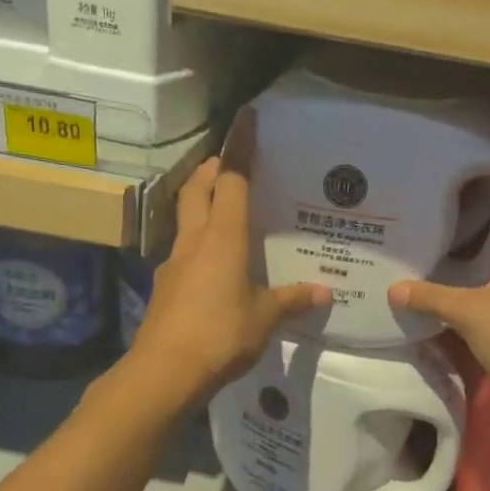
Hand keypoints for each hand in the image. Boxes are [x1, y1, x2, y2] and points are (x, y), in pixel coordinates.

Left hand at [130, 120, 328, 406]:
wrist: (165, 371)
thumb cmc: (220, 334)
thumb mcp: (264, 317)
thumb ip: (291, 300)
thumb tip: (324, 293)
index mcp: (223, 237)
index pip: (232, 179)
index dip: (239, 148)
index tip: (245, 118)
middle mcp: (195, 240)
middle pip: (197, 188)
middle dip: (210, 168)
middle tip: (228, 162)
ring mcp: (174, 262)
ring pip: (185, 217)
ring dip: (199, 202)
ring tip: (222, 209)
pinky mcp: (165, 286)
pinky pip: (183, 251)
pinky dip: (197, 242)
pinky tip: (211, 263)